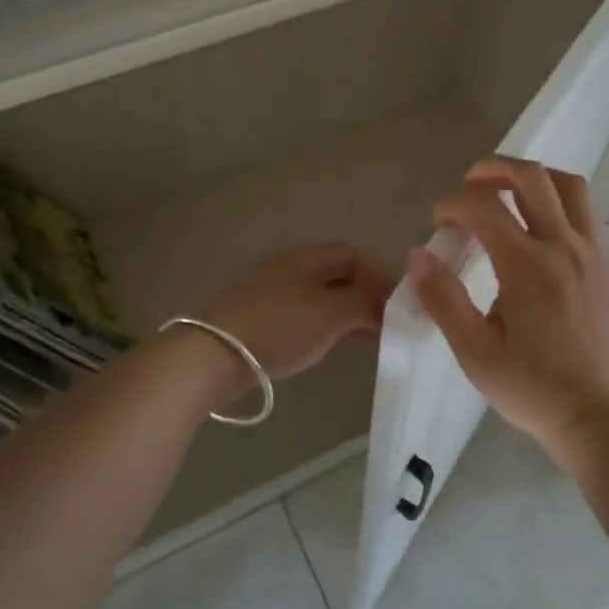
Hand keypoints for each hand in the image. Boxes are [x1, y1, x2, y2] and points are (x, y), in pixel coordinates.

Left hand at [198, 242, 394, 385]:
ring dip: (345, 315)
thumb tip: (386, 305)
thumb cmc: (279, 326)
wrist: (214, 355)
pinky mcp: (260, 322)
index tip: (394, 304)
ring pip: (320, 298)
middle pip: (336, 275)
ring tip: (365, 339)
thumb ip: (365, 304)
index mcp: (306, 259)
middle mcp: (289, 270)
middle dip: (363, 296)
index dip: (377, 274)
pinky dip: (324, 328)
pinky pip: (303, 318)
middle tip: (385, 324)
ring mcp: (272, 296)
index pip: (352, 254)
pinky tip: (330, 348)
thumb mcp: (331, 314)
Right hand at [409, 157, 608, 449]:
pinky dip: (556, 199)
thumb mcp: (474, 352)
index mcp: (526, 266)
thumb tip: (419, 256)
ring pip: (568, 185)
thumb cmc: (529, 387)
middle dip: (494, 169)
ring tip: (507, 192)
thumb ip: (443, 299)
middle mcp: (562, 247)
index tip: (438, 220)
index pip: (484, 207)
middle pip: (532, 177)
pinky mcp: (603, 265)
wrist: (594, 414)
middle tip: (469, 183)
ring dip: (533, 177)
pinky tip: (537, 225)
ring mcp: (589, 253)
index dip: (453, 204)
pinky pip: (583, 211)